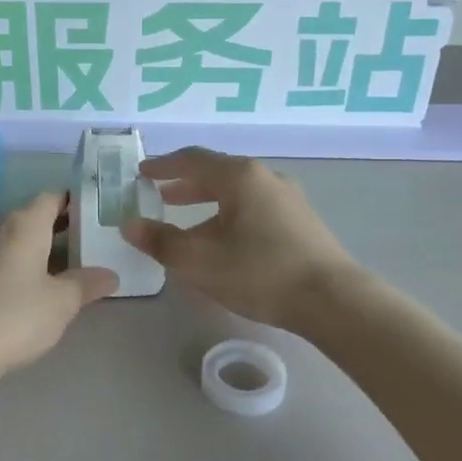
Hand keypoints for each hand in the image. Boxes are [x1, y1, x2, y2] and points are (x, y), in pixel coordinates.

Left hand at [0, 192, 117, 377]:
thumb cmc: (14, 316)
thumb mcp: (62, 302)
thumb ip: (87, 284)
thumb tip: (110, 275)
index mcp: (23, 225)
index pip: (51, 198)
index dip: (72, 202)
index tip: (92, 213)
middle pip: (30, 219)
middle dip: (56, 229)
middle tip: (84, 245)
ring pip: (10, 243)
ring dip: (34, 252)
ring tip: (60, 273)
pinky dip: (14, 270)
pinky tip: (25, 295)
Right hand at [123, 149, 357, 330]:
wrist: (333, 300)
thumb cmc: (260, 273)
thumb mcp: (200, 261)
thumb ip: (161, 241)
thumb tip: (129, 224)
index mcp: (240, 177)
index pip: (193, 160)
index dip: (163, 166)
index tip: (142, 172)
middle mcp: (265, 178)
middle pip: (217, 173)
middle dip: (185, 184)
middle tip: (159, 195)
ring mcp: (288, 198)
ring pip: (238, 193)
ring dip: (208, 203)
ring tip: (187, 222)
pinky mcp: (301, 221)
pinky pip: (254, 207)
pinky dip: (229, 214)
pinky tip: (225, 241)